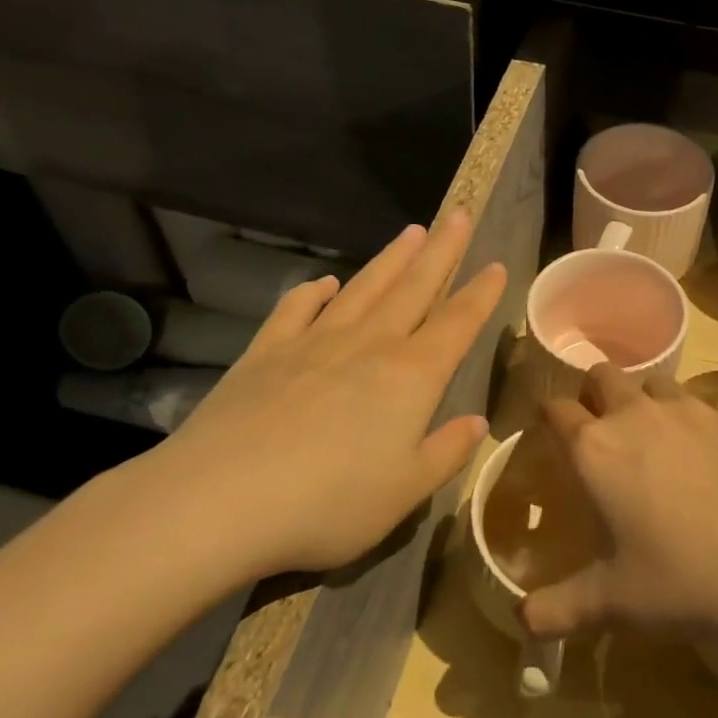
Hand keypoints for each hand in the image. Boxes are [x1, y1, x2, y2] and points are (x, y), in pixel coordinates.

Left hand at [124, 213, 505, 588]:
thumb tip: (477, 422)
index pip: (458, 324)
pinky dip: (314, 293)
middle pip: (414, 288)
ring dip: (390, 259)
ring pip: (363, 289)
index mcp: (411, 376)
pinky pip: (296, 310)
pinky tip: (326, 284)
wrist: (219, 500)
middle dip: (441, 251)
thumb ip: (446, 452)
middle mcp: (368, 347)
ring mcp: (313, 344)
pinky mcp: (265, 354)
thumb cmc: (330, 503)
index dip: (481, 294)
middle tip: (459, 214)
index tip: (497, 265)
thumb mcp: (407, 491)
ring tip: (411, 232)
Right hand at [521, 364, 717, 641]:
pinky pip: (702, 408)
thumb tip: (521, 620)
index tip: (552, 435)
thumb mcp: (610, 603)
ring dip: (645, 402)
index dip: (549, 417)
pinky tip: (709, 462)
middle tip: (603, 432)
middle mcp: (637, 415)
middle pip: (603, 375)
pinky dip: (694, 424)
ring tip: (656, 442)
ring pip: (654, 384)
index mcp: (596, 448)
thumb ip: (555, 609)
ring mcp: (691, 410)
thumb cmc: (680, 580)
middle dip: (596, 395)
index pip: (555, 408)